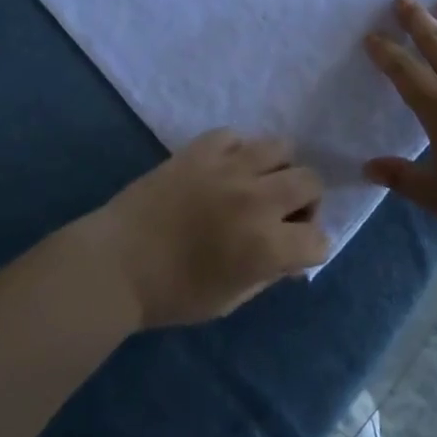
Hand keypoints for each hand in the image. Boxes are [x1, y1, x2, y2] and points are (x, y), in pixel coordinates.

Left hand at [88, 130, 329, 328]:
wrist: (116, 264)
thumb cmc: (172, 294)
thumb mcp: (230, 300)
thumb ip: (269, 274)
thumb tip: (291, 256)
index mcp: (266, 245)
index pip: (319, 238)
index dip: (310, 248)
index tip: (293, 253)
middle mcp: (257, 199)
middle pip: (310, 181)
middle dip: (305, 202)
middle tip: (281, 215)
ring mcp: (229, 167)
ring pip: (281, 147)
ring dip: (277, 169)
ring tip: (256, 184)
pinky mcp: (201, 148)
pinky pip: (236, 136)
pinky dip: (237, 152)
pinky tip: (223, 170)